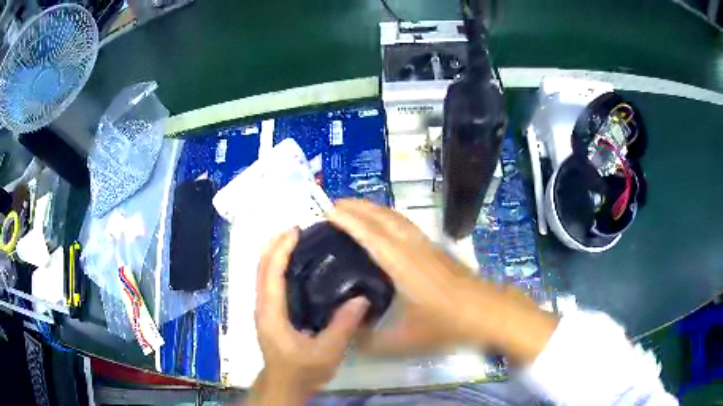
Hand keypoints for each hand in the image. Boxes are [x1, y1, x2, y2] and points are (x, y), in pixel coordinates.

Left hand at [249, 229, 369, 405]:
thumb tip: (362, 298)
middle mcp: (263, 306)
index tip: (296, 230)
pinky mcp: (269, 313)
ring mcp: (264, 309)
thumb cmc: (302, 371)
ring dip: (276, 253)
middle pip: (262, 267)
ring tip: (299, 241)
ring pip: (263, 273)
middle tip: (300, 229)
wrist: (285, 385)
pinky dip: (278, 266)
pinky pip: (270, 282)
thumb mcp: (327, 352)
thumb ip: (343, 326)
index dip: (280, 249)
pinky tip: (298, 266)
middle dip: (276, 244)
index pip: (271, 273)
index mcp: (271, 313)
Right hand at [328, 199, 557, 363]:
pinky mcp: (436, 249)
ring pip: (396, 218)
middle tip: (334, 204)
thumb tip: (348, 336)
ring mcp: (427, 246)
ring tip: (355, 210)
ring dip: (374, 209)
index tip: (328, 211)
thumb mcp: (405, 341)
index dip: (348, 221)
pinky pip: (405, 225)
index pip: (370, 235)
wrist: (488, 312)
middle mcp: (413, 247)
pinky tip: (385, 228)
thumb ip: (371, 342)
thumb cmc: (448, 325)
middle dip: (358, 206)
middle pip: (382, 217)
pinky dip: (388, 218)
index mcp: (402, 264)